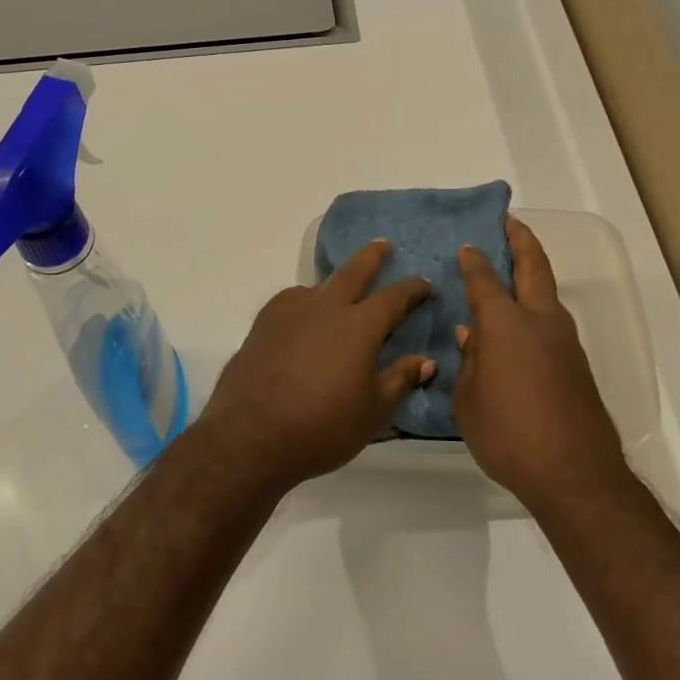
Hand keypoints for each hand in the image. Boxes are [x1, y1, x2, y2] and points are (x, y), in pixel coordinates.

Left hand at [194, 241, 432, 495]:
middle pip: (353, 272)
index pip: (394, 298)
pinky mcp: (263, 325)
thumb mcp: (373, 411)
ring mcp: (290, 312)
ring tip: (337, 293)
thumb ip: (400, 379)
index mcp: (360, 326)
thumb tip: (426, 361)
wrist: (252, 435)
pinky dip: (302, 303)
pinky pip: (289, 302)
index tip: (424, 284)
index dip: (412, 289)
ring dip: (333, 285)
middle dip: (372, 257)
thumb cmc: (323, 426)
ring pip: (318, 287)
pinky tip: (301, 317)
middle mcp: (327, 308)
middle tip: (382, 244)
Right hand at [453, 216, 631, 511]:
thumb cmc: (509, 434)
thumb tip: (472, 335)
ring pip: (548, 293)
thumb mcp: (469, 400)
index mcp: (506, 324)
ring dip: (533, 273)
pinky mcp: (578, 363)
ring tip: (514, 270)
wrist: (575, 473)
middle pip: (533, 267)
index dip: (474, 261)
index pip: (485, 280)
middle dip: (521, 241)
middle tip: (510, 223)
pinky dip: (537, 308)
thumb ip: (469, 361)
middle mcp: (539, 321)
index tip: (468, 246)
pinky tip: (521, 326)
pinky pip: (553, 322)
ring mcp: (565, 340)